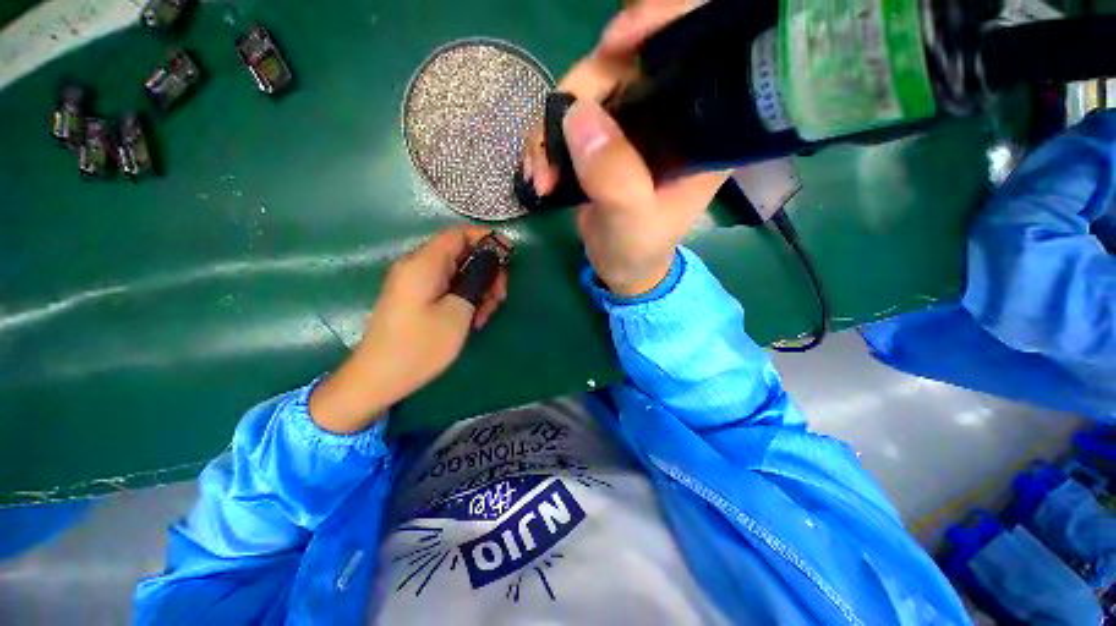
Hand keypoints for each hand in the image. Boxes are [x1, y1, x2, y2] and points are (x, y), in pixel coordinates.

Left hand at [310, 227, 509, 433]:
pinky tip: (473, 318)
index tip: (509, 257)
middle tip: (500, 296)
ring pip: (457, 272)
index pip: (459, 234)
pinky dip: (464, 297)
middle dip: (486, 271)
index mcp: (424, 264)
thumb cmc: (420, 346)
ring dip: (478, 288)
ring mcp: (414, 283)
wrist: (377, 379)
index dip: (487, 239)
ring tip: (486, 314)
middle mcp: (417, 266)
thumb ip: (477, 281)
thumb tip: (490, 262)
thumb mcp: (458, 312)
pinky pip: (446, 287)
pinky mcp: (415, 298)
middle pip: (460, 253)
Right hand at [521, 0, 726, 295]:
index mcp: (700, 132)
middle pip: (625, 64)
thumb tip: (576, 115)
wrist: (620, 268)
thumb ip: (614, 176)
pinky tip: (539, 175)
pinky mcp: (604, 139)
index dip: (660, 25)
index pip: (695, 53)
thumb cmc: (639, 250)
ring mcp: (633, 125)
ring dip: (551, 129)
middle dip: (577, 96)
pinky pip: (568, 119)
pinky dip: (546, 143)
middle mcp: (670, 116)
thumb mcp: (632, 222)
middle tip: (549, 147)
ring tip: (540, 176)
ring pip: (587, 91)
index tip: (615, 40)